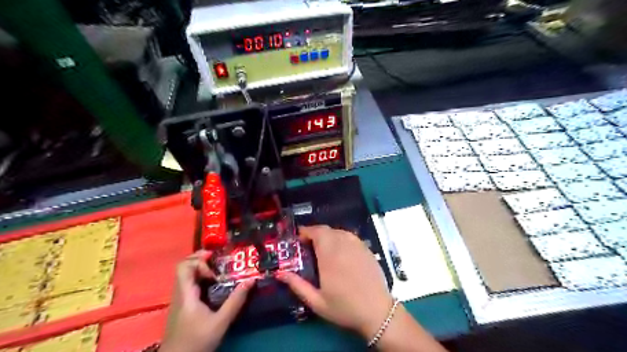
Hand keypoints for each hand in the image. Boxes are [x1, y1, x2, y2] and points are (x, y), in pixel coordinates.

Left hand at [159, 250, 255, 350]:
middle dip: (202, 259)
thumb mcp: (221, 322)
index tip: (215, 268)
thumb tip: (251, 280)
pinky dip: (200, 278)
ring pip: (186, 275)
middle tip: (219, 259)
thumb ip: (235, 301)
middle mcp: (180, 293)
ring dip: (201, 268)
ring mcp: (179, 300)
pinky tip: (214, 285)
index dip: (199, 261)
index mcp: (186, 294)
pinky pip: (189, 284)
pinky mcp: (182, 306)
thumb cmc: (197, 342)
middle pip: (184, 267)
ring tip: (219, 270)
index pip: (184, 266)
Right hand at [275, 225, 390, 337]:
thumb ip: (297, 285)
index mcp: (330, 256)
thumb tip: (280, 273)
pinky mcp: (366, 249)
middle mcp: (344, 246)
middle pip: (327, 230)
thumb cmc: (344, 308)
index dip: (306, 231)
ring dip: (328, 235)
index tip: (299, 238)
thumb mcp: (317, 302)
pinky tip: (340, 251)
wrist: (377, 312)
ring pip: (339, 231)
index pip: (317, 232)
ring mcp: (357, 246)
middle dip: (315, 233)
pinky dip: (341, 238)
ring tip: (323, 248)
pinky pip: (350, 236)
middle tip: (308, 245)